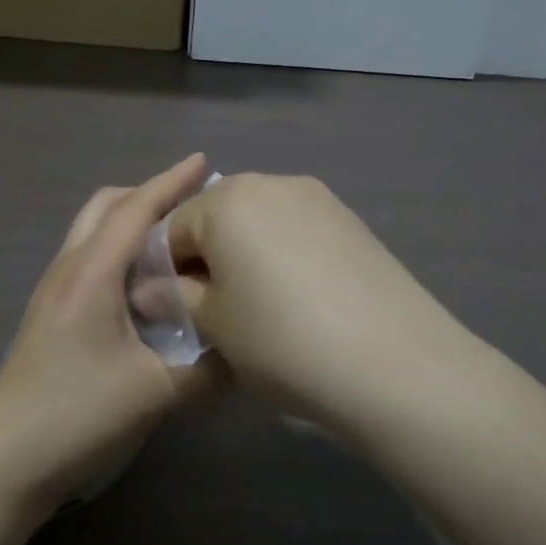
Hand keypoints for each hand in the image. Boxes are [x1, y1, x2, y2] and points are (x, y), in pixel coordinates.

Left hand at [0, 155, 218, 519]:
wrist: (2, 465)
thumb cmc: (77, 416)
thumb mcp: (154, 394)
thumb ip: (209, 371)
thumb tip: (248, 352)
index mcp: (92, 274)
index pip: (136, 210)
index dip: (171, 182)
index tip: (204, 161)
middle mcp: (68, 271)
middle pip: (105, 208)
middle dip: (148, 195)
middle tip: (192, 204)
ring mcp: (53, 294)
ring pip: (92, 233)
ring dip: (131, 223)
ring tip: (175, 242)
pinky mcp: (50, 317)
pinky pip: (88, 261)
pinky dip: (119, 252)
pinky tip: (145, 286)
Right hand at [166, 174, 475, 428]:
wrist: (394, 362)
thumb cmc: (283, 340)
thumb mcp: (214, 326)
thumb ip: (176, 298)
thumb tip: (151, 290)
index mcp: (228, 200)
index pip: (171, 229)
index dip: (162, 272)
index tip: (171, 313)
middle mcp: (273, 183)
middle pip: (217, 217)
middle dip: (205, 259)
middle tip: (214, 311)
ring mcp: (319, 199)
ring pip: (259, 222)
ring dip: (245, 256)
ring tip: (259, 308)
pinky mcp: (352, 221)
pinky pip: (297, 231)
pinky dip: (284, 257)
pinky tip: (300, 300)